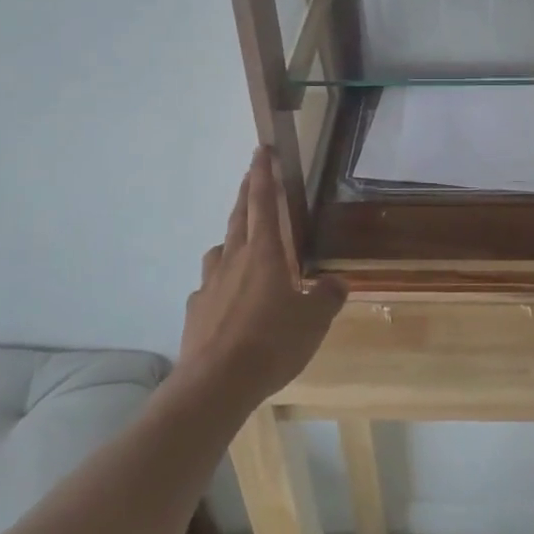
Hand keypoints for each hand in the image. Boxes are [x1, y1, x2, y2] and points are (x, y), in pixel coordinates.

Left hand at [180, 148, 345, 405]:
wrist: (216, 384)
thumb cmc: (271, 342)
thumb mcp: (314, 320)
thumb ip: (328, 297)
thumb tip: (337, 283)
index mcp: (265, 254)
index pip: (264, 202)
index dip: (263, 174)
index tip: (261, 149)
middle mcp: (234, 260)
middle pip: (239, 217)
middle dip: (246, 192)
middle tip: (251, 174)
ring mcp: (210, 285)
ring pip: (219, 250)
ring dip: (230, 240)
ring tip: (239, 246)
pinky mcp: (196, 311)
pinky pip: (208, 287)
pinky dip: (218, 284)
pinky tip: (225, 301)